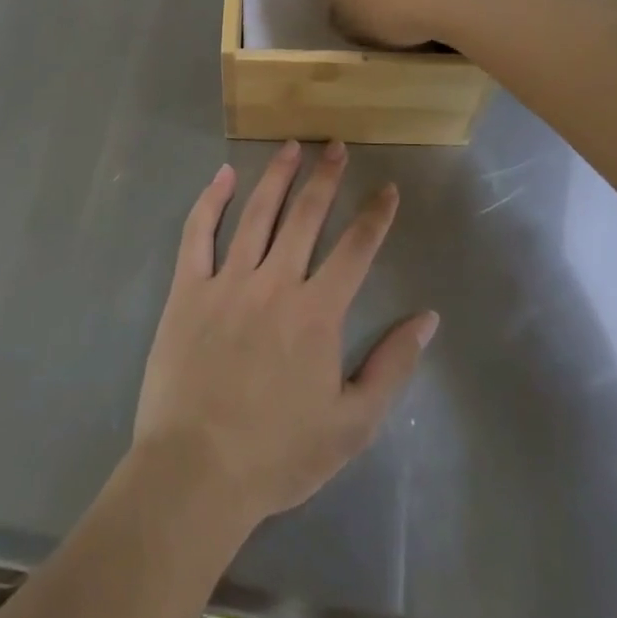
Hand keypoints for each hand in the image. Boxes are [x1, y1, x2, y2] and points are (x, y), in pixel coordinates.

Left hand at [133, 142, 438, 527]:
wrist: (196, 473)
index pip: (356, 249)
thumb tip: (428, 318)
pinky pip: (199, 233)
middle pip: (306, 216)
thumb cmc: (278, 454)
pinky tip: (224, 175)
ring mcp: (228, 281)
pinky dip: (212, 200)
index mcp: (317, 312)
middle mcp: (276, 282)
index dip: (375, 215)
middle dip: (325, 177)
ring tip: (292, 146)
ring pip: (258, 213)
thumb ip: (392, 366)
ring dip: (278, 175)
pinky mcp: (189, 290)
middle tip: (336, 145)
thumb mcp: (352, 424)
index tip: (387, 188)